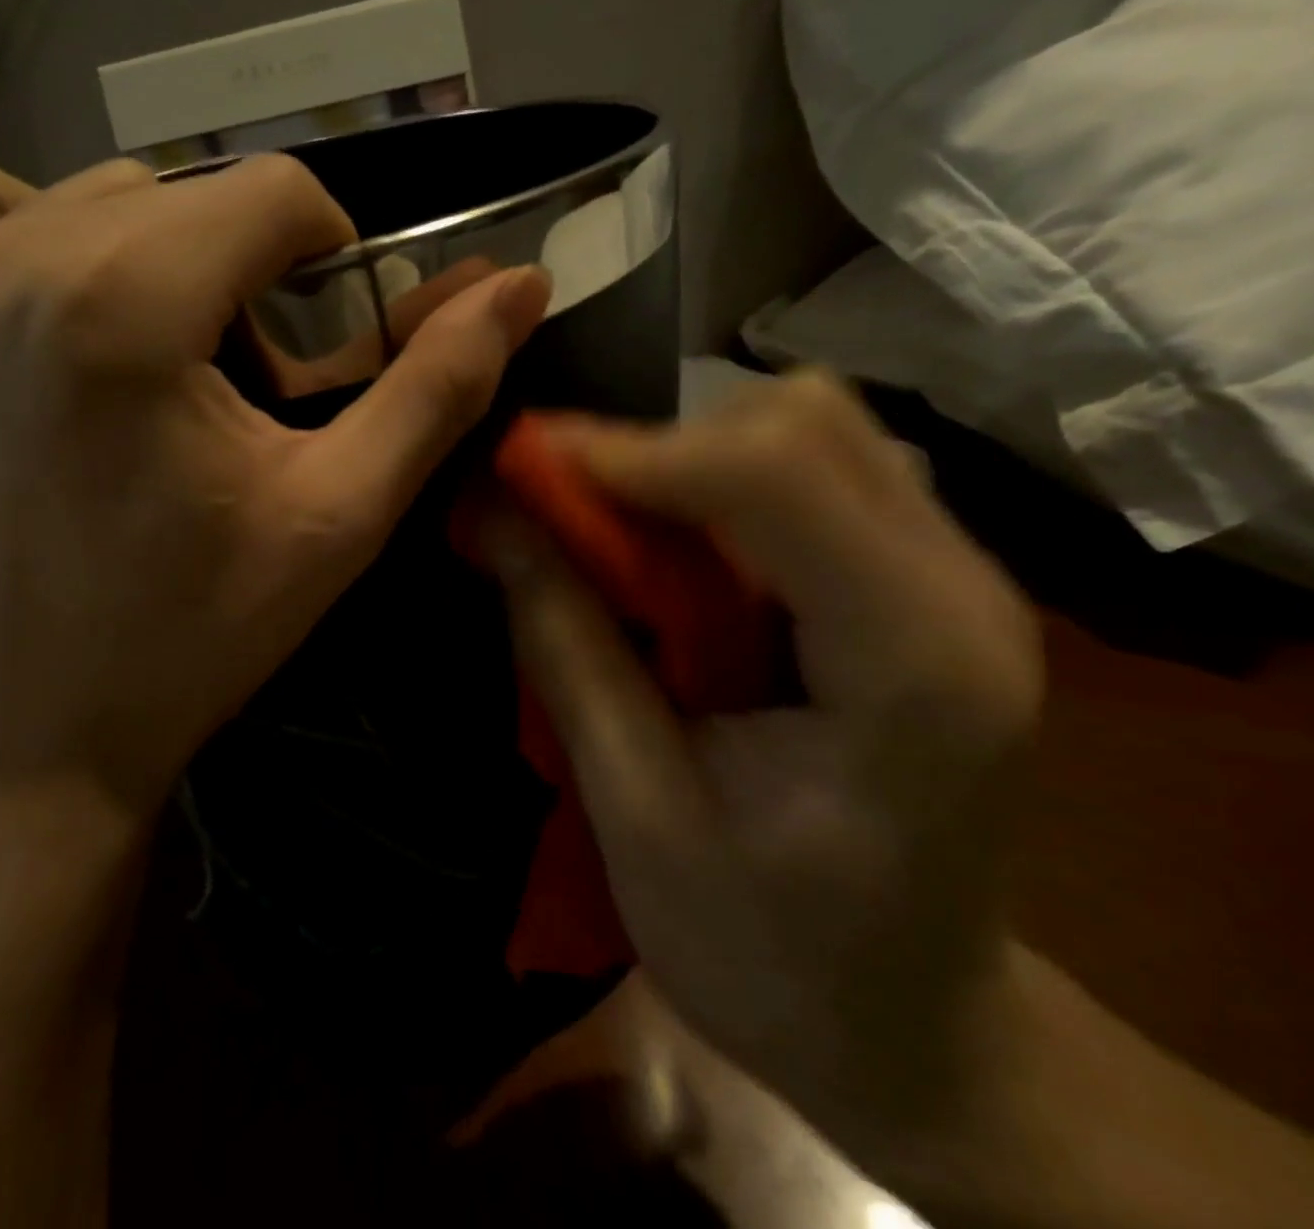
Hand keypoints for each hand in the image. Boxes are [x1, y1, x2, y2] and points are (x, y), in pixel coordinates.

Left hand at [0, 154, 551, 816]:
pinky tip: (72, 337)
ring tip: (166, 360)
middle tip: (248, 379)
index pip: (272, 191)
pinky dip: (50, 249)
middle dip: (243, 269)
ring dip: (158, 254)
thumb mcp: (339, 516)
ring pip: (94, 196)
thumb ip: (438, 388)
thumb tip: (521, 285)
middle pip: (187, 192)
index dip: (327, 258)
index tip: (322, 343)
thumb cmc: (197, 633)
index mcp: (119, 307)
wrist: (42, 730)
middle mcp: (0, 263)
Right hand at [482, 371, 1043, 1149]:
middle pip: (804, 422)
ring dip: (687, 459)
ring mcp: (953, 575)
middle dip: (660, 446)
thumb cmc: (774, 954)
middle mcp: (960, 585)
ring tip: (611, 530)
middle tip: (563, 508)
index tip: (521, 471)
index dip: (633, 451)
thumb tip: (492, 513)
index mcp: (913, 660)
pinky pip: (812, 473)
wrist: (912, 1030)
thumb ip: (567, 647)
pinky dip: (717, 485)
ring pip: (810, 429)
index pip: (779, 472)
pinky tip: (674, 553)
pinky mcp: (916, 581)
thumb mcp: (637, 812)